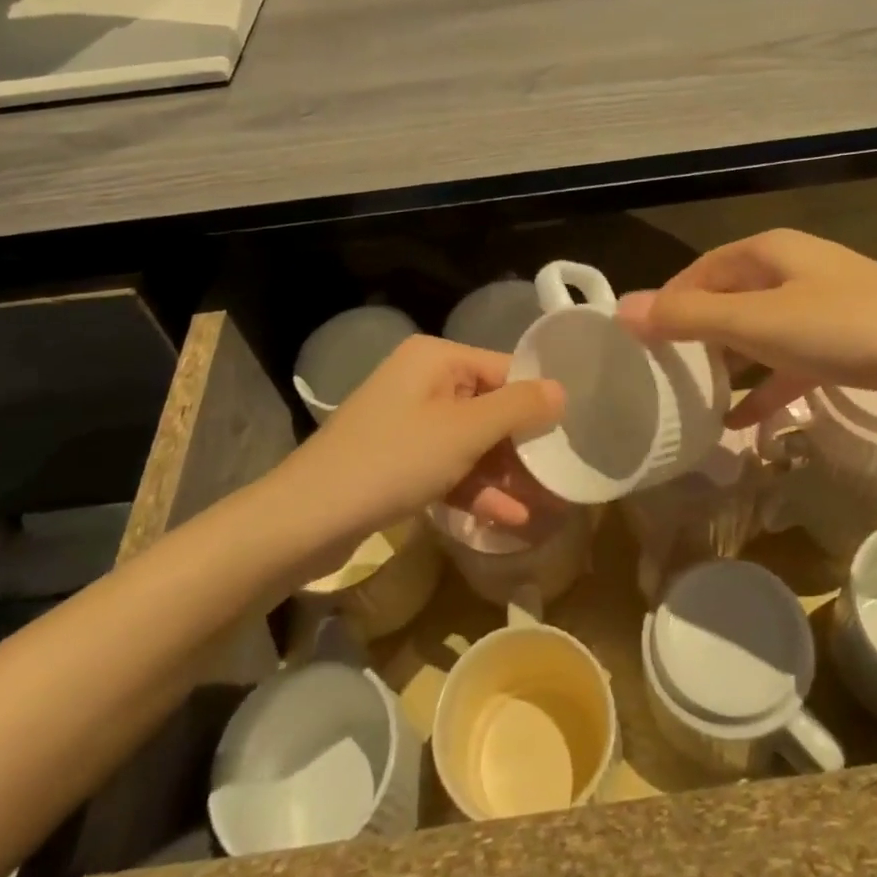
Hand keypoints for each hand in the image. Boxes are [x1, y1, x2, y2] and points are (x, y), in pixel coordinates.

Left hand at [281, 335, 564, 542]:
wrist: (307, 518)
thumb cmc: (394, 460)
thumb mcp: (465, 432)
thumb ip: (518, 408)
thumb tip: (561, 389)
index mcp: (437, 358)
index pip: (504, 369)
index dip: (537, 402)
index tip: (569, 435)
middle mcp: (423, 380)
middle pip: (490, 406)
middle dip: (522, 445)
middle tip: (559, 475)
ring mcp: (409, 421)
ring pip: (471, 441)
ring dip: (504, 473)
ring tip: (543, 504)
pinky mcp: (399, 458)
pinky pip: (449, 464)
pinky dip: (475, 487)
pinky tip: (509, 518)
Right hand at [616, 228, 876, 429]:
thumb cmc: (848, 329)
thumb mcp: (759, 323)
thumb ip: (689, 318)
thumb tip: (620, 311)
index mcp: (771, 252)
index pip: (702, 269)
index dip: (669, 300)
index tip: (641, 340)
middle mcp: (796, 271)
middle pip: (731, 299)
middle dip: (698, 335)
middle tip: (665, 375)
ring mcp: (825, 309)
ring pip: (761, 334)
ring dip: (731, 366)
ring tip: (697, 402)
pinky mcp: (849, 345)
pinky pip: (792, 364)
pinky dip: (767, 389)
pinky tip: (746, 424)